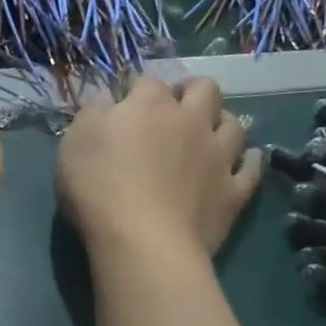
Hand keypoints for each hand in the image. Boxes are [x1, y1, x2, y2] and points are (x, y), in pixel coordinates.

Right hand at [56, 74, 261, 259]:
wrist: (143, 242)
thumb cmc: (100, 189)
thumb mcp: (75, 143)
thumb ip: (92, 114)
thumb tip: (106, 101)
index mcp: (150, 105)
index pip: (147, 83)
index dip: (137, 92)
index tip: (125, 109)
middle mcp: (191, 121)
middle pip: (203, 89)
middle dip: (191, 92)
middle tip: (177, 109)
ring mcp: (217, 156)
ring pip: (233, 124)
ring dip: (222, 123)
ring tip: (209, 135)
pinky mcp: (233, 192)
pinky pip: (251, 169)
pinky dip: (249, 161)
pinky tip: (244, 162)